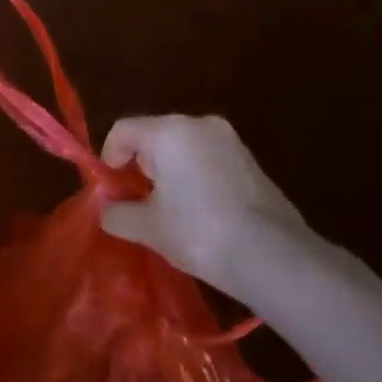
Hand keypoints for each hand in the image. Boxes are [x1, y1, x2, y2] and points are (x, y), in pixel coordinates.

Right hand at [98, 115, 308, 291]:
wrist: (274, 257)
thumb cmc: (199, 232)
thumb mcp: (149, 228)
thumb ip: (119, 214)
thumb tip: (107, 210)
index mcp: (169, 131)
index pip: (124, 130)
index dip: (109, 154)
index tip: (110, 185)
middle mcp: (199, 125)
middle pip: (155, 134)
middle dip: (141, 163)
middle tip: (137, 197)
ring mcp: (230, 141)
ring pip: (185, 146)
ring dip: (170, 170)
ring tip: (169, 208)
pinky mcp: (251, 161)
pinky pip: (209, 159)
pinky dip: (196, 176)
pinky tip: (200, 211)